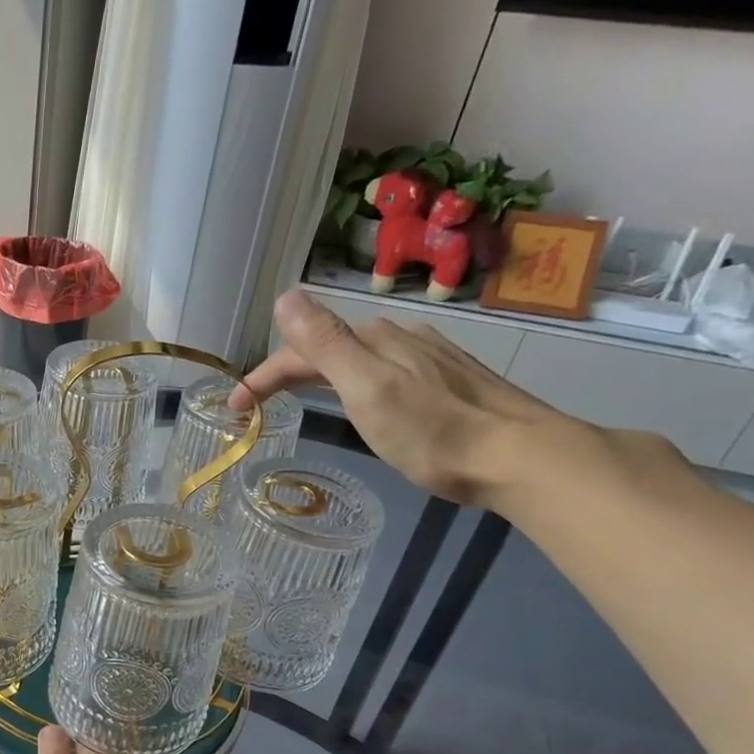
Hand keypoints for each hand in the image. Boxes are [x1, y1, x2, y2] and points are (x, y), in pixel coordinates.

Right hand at [230, 289, 572, 505]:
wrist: (520, 457)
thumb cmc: (433, 432)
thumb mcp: (367, 388)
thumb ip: (326, 343)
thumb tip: (286, 296)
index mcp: (374, 340)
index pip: (300, 351)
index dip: (261, 375)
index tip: (233, 408)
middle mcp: (400, 338)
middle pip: (328, 348)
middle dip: (286, 372)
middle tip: (256, 406)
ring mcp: (429, 356)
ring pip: (358, 357)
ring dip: (320, 373)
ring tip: (299, 399)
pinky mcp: (450, 379)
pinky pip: (385, 370)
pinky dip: (354, 382)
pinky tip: (364, 399)